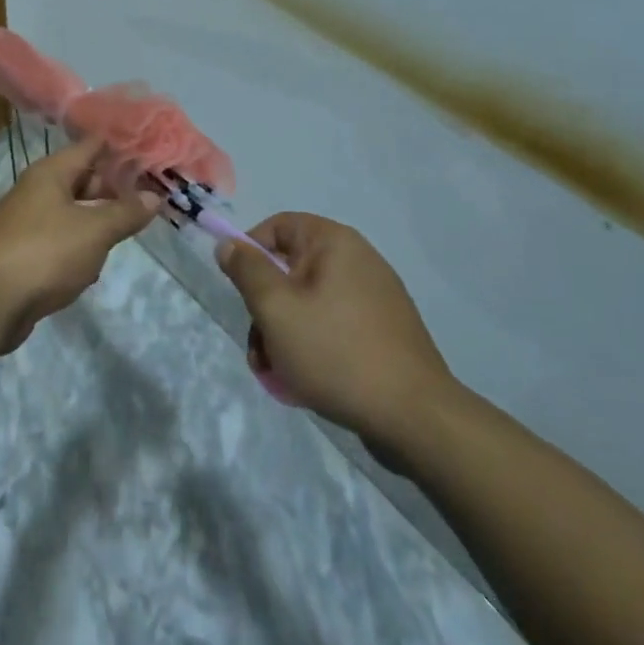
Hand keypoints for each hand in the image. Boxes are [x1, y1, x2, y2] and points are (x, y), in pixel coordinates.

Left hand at [0, 134, 161, 351]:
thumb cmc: (46, 253)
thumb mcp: (95, 231)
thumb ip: (125, 213)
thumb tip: (153, 197)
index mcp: (49, 174)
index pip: (89, 147)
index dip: (118, 148)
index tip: (147, 151)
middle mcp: (33, 191)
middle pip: (79, 180)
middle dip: (110, 189)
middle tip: (145, 198)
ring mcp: (23, 222)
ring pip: (69, 213)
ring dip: (94, 222)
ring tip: (122, 233)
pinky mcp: (19, 253)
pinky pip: (56, 241)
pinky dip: (75, 248)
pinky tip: (89, 268)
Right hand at [216, 212, 455, 454]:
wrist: (414, 417)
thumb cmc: (335, 352)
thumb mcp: (275, 308)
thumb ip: (247, 270)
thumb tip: (229, 244)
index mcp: (334, 243)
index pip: (277, 226)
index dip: (250, 252)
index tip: (239, 290)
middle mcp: (358, 260)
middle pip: (290, 269)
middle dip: (265, 308)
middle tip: (258, 347)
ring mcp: (374, 297)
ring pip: (308, 303)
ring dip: (283, 333)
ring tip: (277, 373)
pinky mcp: (383, 331)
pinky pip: (333, 325)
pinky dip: (312, 346)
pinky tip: (305, 380)